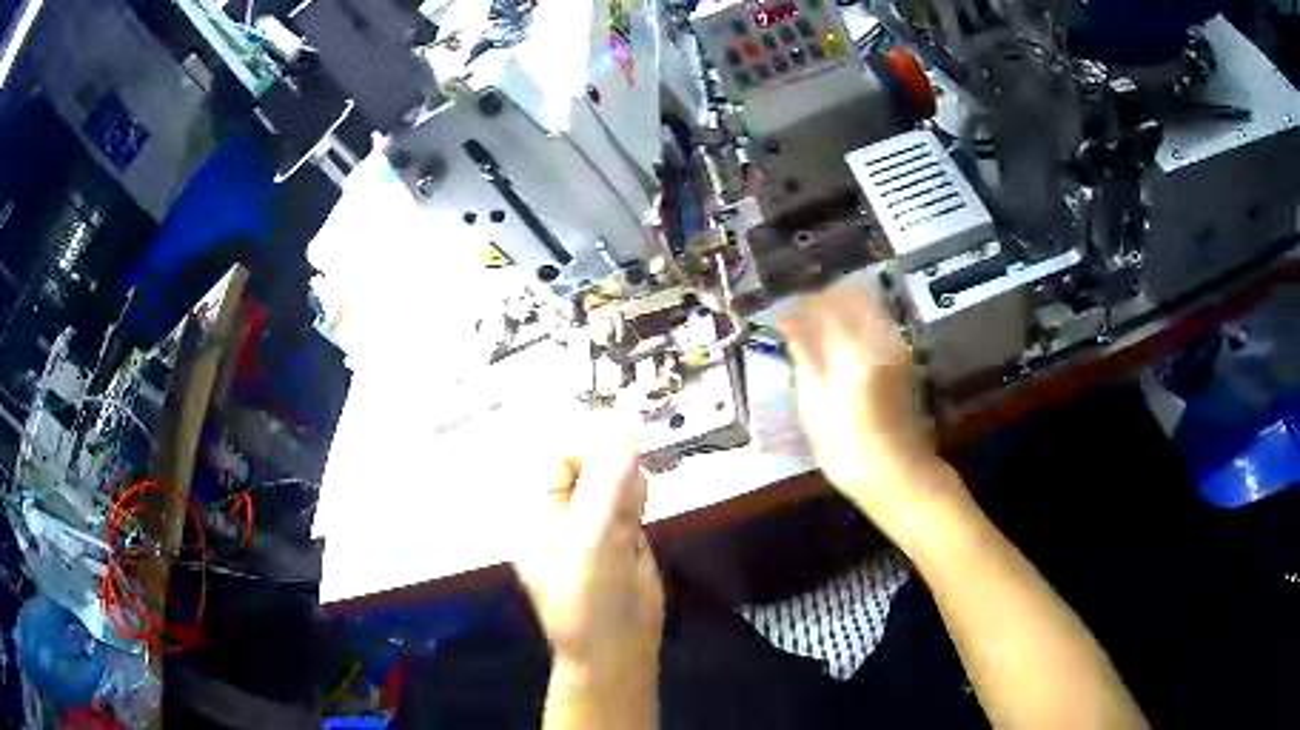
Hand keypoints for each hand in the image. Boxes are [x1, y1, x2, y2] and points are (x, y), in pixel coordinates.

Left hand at [513, 421, 662, 720]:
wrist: (617, 646)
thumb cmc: (590, 593)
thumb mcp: (596, 534)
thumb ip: (612, 479)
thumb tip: (626, 424)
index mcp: (536, 511)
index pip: (557, 457)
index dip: (587, 445)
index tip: (620, 442)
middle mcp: (560, 513)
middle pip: (586, 464)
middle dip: (610, 460)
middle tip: (626, 476)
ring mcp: (591, 525)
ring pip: (610, 479)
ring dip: (625, 477)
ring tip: (632, 497)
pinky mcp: (620, 537)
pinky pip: (628, 500)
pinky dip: (637, 495)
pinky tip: (641, 506)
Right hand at [778, 288, 962, 544]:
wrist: (901, 477)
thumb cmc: (849, 452)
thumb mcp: (814, 409)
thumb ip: (805, 357)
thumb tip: (790, 322)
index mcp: (853, 350)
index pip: (823, 306)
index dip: (801, 308)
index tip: (784, 319)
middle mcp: (879, 339)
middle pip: (850, 298)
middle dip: (823, 304)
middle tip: (802, 326)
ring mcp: (895, 348)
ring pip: (866, 310)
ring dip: (841, 314)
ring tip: (820, 339)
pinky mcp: (904, 361)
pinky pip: (876, 327)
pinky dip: (856, 328)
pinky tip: (842, 351)